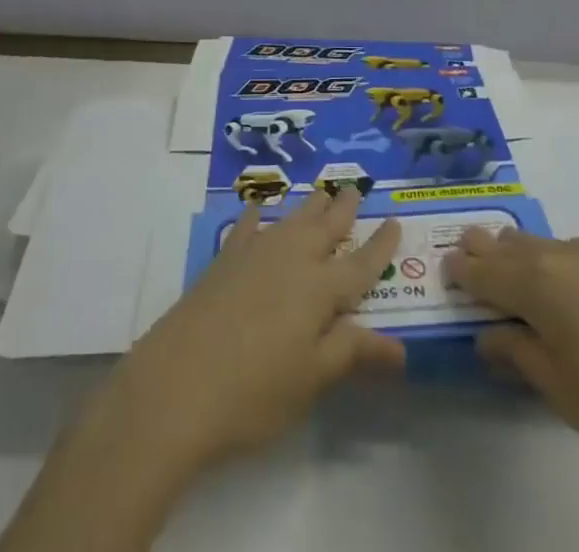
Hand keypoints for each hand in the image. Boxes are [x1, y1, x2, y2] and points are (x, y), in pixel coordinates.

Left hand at [100, 187, 403, 473]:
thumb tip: (400, 347)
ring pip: (291, 220)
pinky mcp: (223, 260)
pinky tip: (258, 209)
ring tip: (321, 192)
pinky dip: (257, 216)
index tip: (395, 222)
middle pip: (325, 227)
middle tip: (355, 187)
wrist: (177, 384)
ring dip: (309, 207)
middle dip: (343, 208)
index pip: (360, 264)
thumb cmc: (254, 391)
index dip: (380, 246)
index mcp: (320, 288)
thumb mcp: (312, 379)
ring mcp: (255, 254)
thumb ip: (352, 353)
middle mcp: (291, 259)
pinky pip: (247, 227)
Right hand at [445, 233, 578, 551]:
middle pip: (517, 246)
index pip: (485, 269)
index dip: (463, 270)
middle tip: (472, 252)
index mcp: (541, 283)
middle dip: (491, 250)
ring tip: (531, 278)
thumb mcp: (560, 392)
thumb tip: (491, 336)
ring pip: (558, 249)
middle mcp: (571, 254)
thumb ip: (518, 353)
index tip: (448, 269)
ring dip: (537, 260)